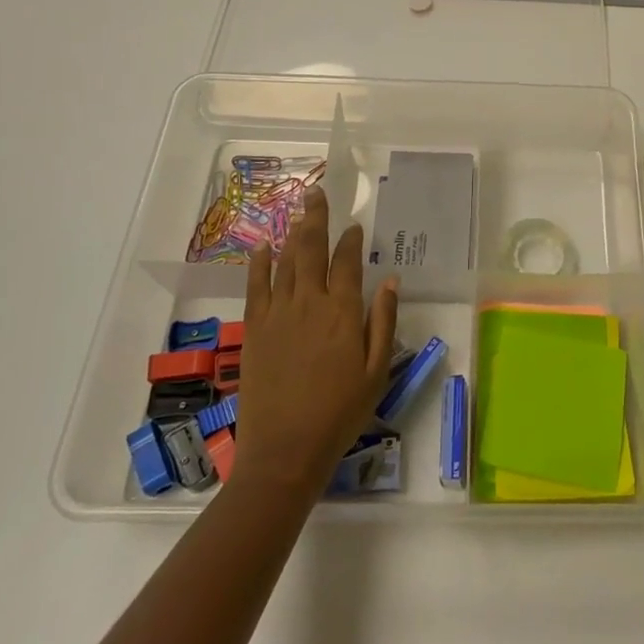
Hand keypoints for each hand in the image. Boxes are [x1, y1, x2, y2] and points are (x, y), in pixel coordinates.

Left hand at [232, 188, 397, 498]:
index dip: (350, 240)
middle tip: (317, 193)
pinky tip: (263, 246)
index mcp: (343, 312)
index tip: (354, 225)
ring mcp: (278, 313)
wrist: (286, 450)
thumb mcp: (377, 371)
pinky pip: (256, 286)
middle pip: (311, 249)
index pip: (347, 262)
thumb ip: (383, 321)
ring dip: (293, 233)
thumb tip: (389, 280)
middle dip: (317, 218)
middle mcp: (309, 302)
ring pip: (285, 261)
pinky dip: (259, 263)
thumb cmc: (340, 413)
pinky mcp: (255, 329)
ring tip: (298, 211)